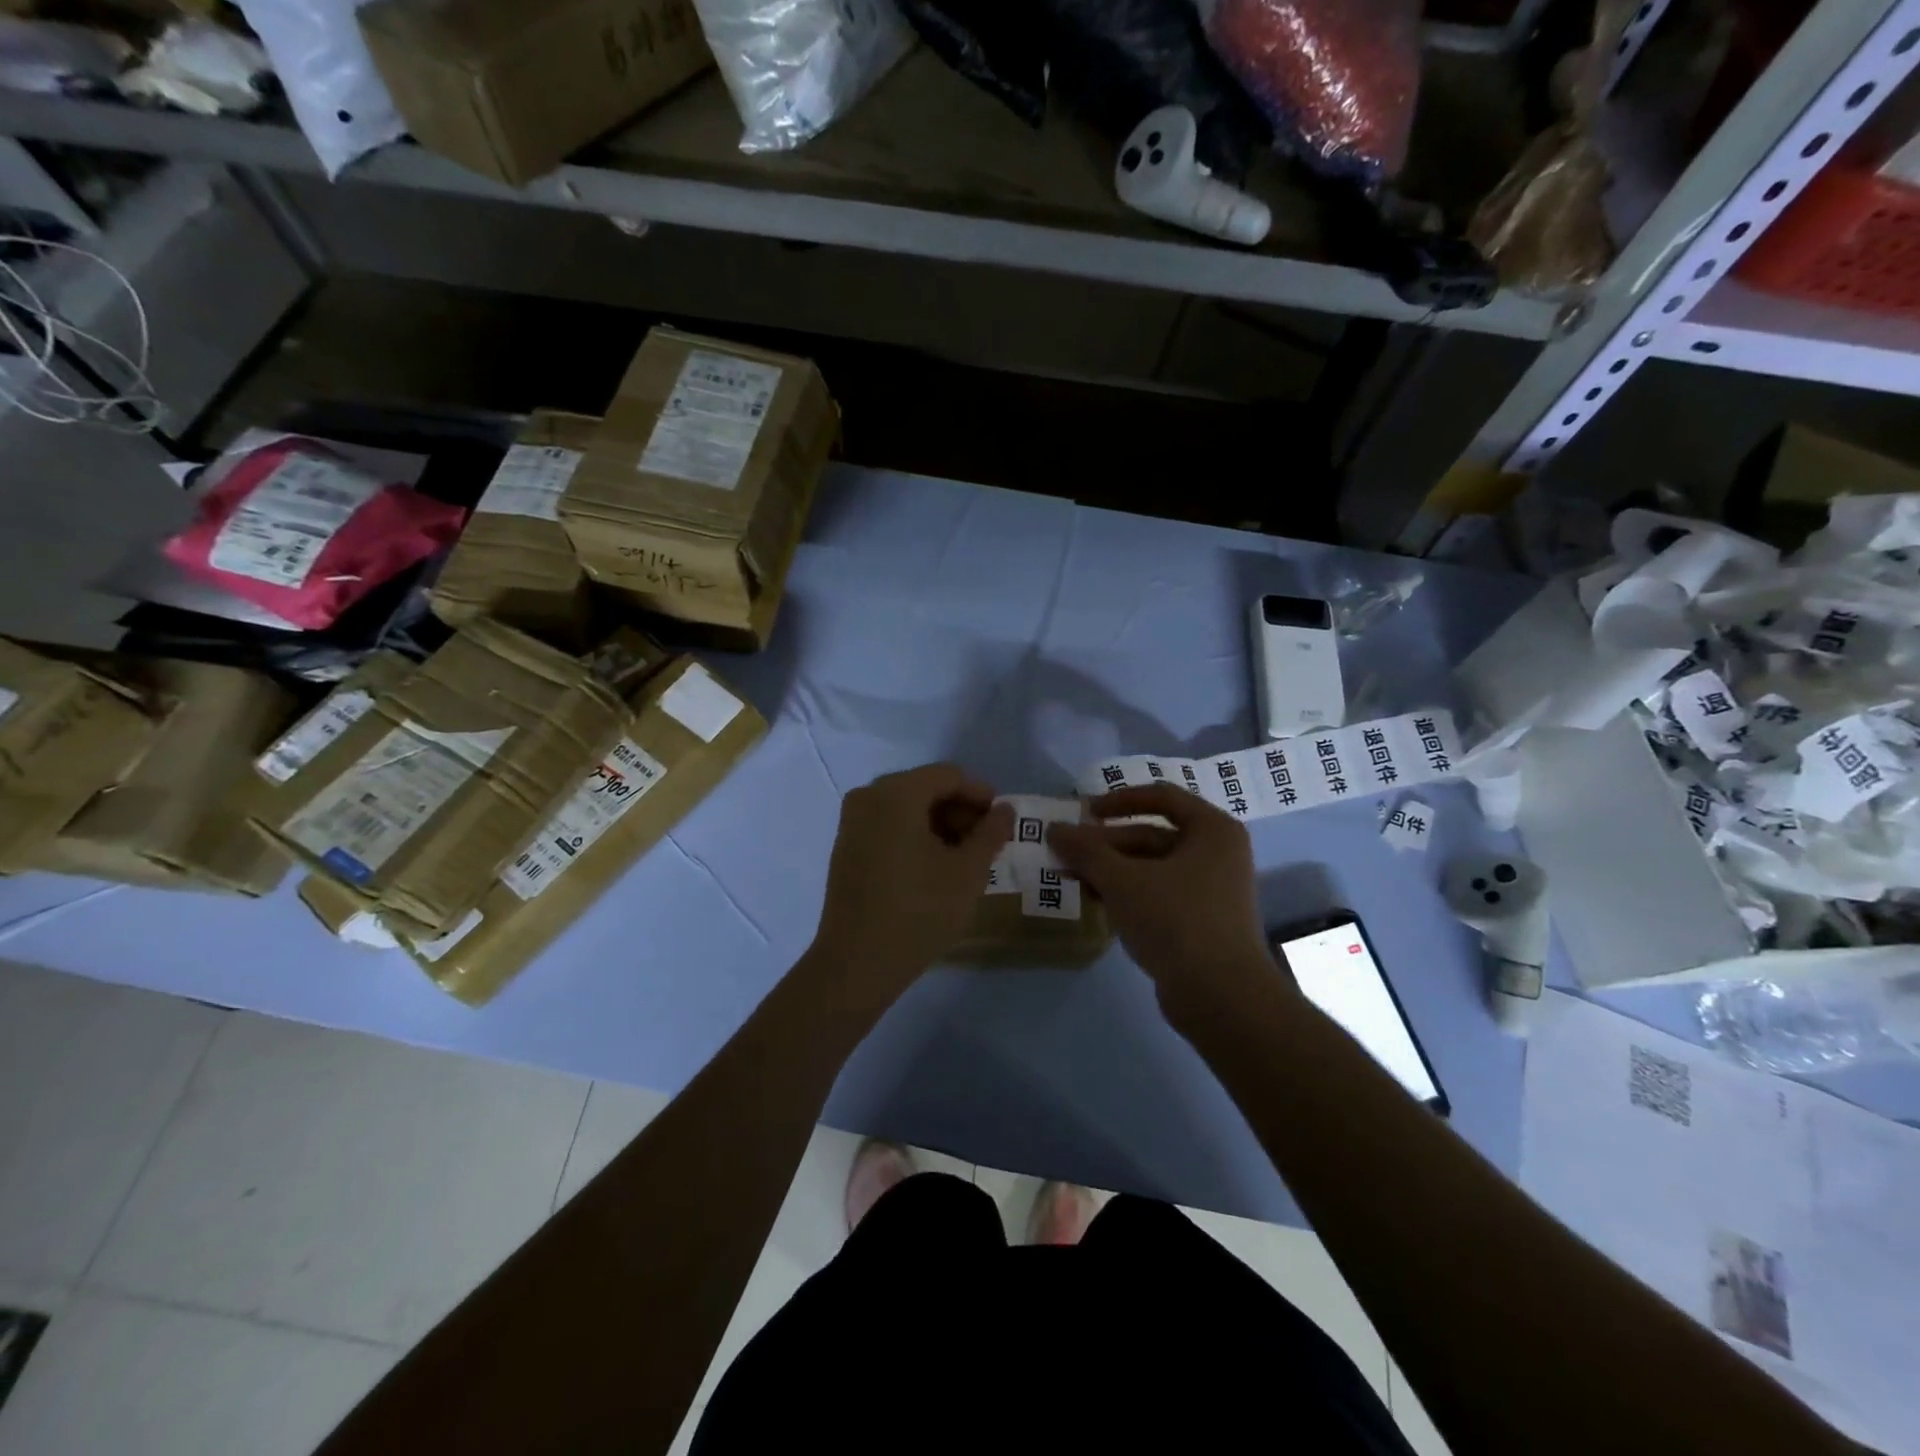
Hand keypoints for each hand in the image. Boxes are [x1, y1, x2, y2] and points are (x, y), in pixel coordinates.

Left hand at [806, 763, 1011, 1005]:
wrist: (857, 962)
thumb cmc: (919, 912)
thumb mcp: (968, 872)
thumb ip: (991, 833)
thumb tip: (1004, 810)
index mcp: (896, 793)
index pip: (949, 776)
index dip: (980, 795)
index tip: (1002, 824)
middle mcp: (869, 796)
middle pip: (926, 788)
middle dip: (960, 811)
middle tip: (986, 844)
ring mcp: (852, 821)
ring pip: (907, 807)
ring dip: (939, 825)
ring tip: (963, 859)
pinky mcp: (846, 846)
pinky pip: (887, 825)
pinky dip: (914, 835)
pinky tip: (933, 867)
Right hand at [1048, 784, 1274, 1008]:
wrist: (1222, 997)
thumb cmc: (1176, 921)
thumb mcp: (1123, 880)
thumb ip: (1086, 851)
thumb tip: (1054, 829)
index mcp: (1212, 830)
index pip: (1161, 797)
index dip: (1118, 800)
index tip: (1083, 812)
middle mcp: (1217, 854)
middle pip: (1152, 835)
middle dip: (1105, 844)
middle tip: (1066, 853)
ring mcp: (1211, 890)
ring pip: (1151, 868)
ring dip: (1111, 870)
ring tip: (1070, 878)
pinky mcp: (1200, 922)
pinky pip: (1158, 895)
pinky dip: (1127, 894)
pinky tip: (1095, 902)